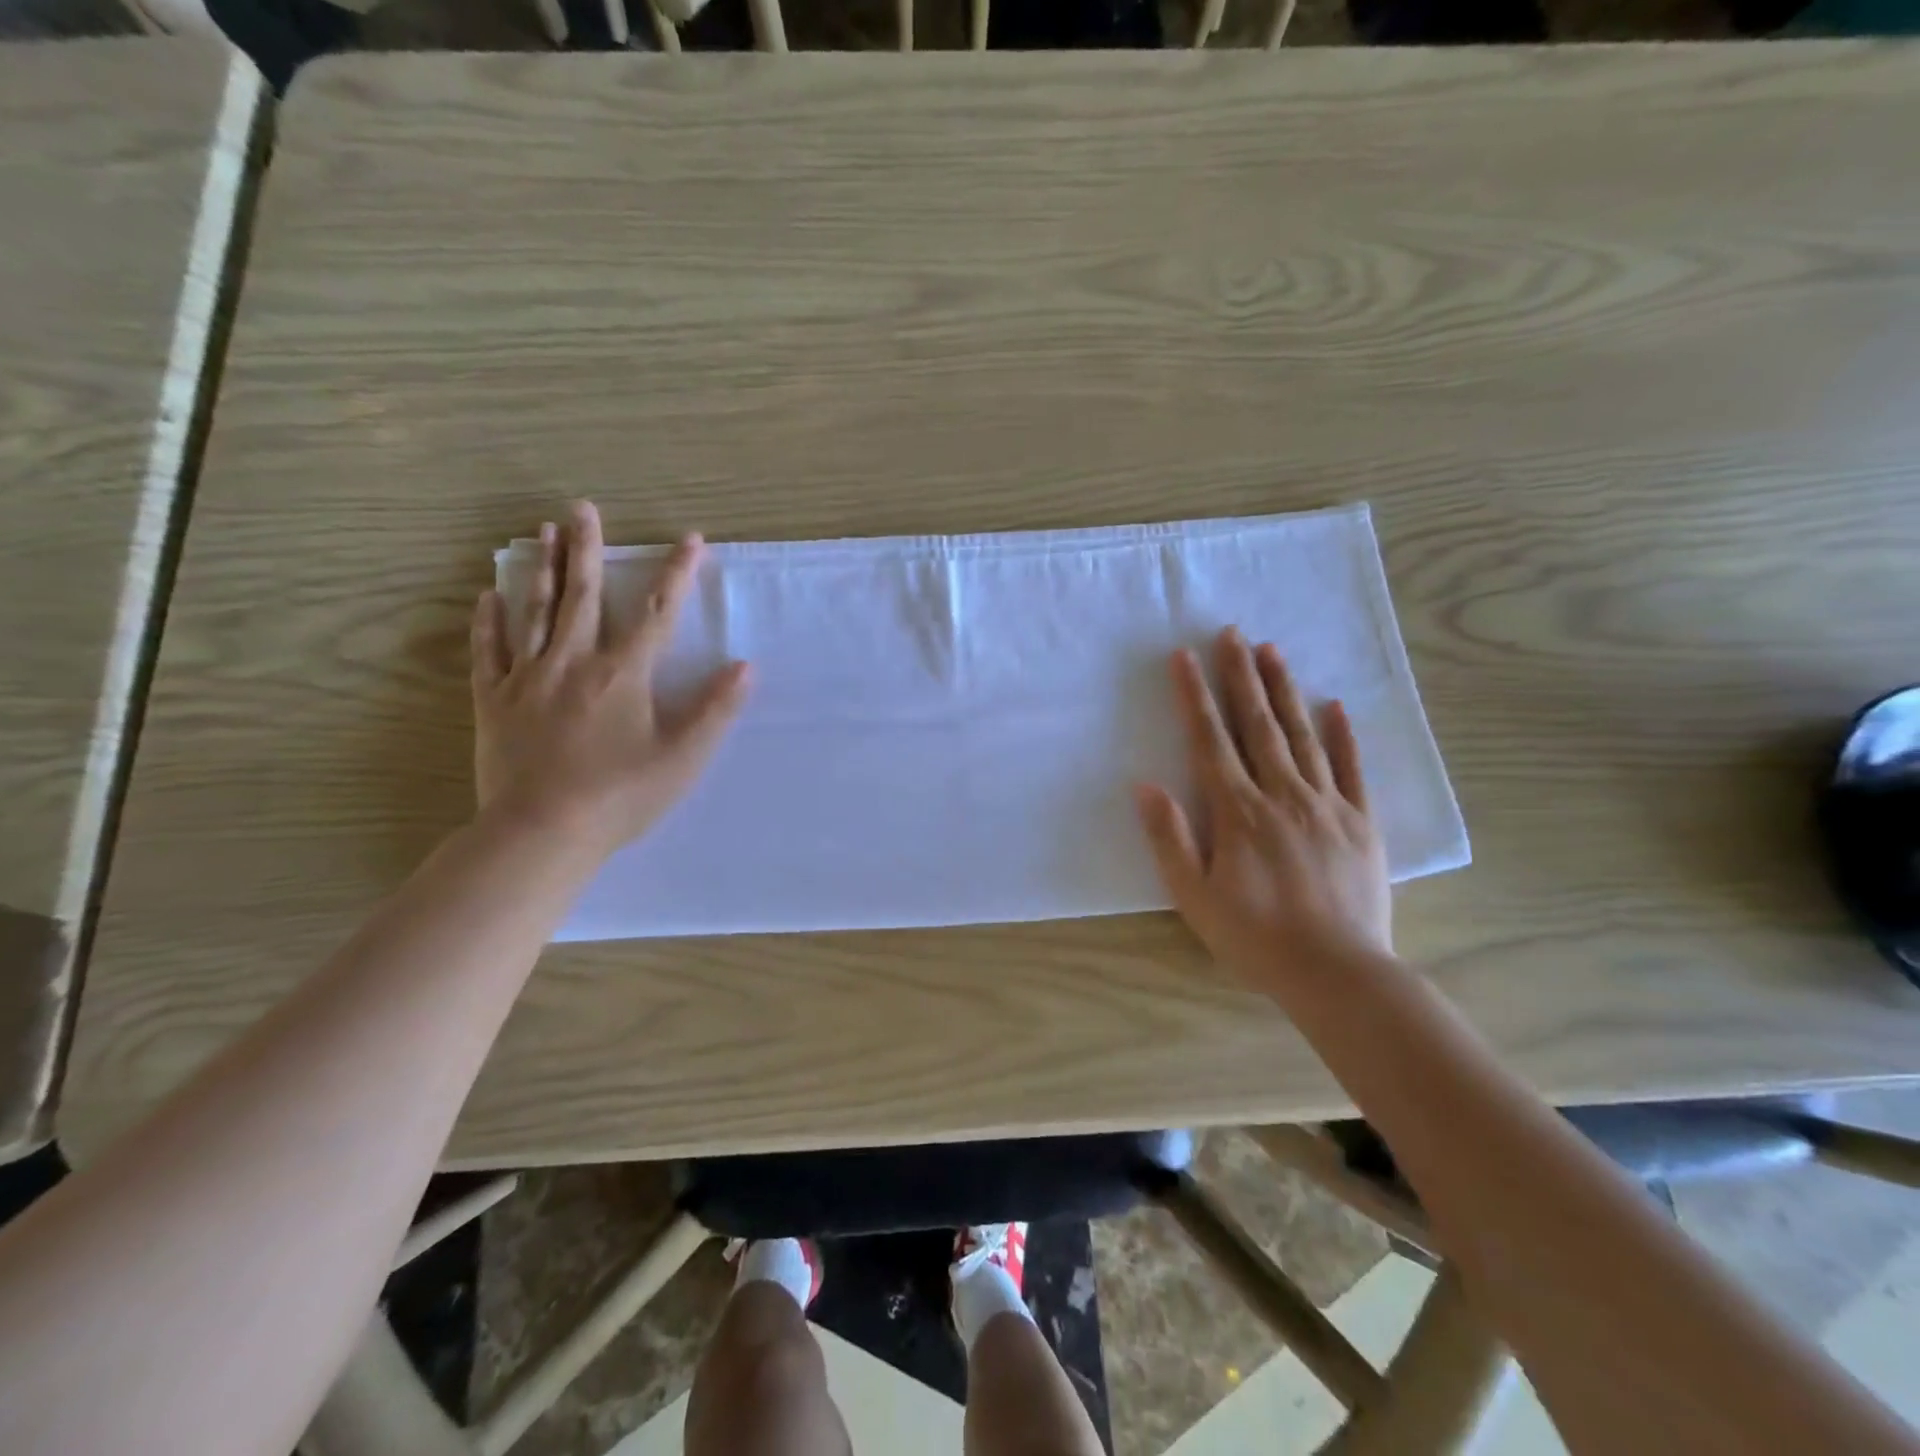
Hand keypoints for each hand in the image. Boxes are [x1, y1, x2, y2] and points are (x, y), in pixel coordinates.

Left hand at [471, 501, 749, 857]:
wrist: (541, 833)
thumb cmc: (620, 796)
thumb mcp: (683, 757)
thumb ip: (715, 709)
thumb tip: (745, 666)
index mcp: (623, 674)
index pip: (657, 613)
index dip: (677, 574)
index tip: (691, 539)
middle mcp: (573, 662)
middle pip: (583, 596)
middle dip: (587, 549)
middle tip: (582, 508)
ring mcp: (527, 679)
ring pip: (533, 612)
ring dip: (540, 569)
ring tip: (540, 531)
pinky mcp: (494, 702)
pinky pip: (488, 652)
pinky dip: (488, 622)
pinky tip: (486, 596)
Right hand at [1134, 628, 1390, 991]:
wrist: (1338, 974)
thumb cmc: (1255, 938)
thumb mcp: (1194, 898)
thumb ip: (1169, 839)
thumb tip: (1145, 786)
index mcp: (1239, 812)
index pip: (1211, 741)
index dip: (1195, 697)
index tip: (1184, 657)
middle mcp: (1282, 795)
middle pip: (1258, 725)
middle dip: (1241, 676)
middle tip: (1233, 633)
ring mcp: (1327, 805)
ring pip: (1302, 735)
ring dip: (1285, 691)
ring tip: (1273, 652)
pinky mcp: (1361, 822)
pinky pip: (1352, 769)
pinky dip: (1343, 735)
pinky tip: (1335, 706)